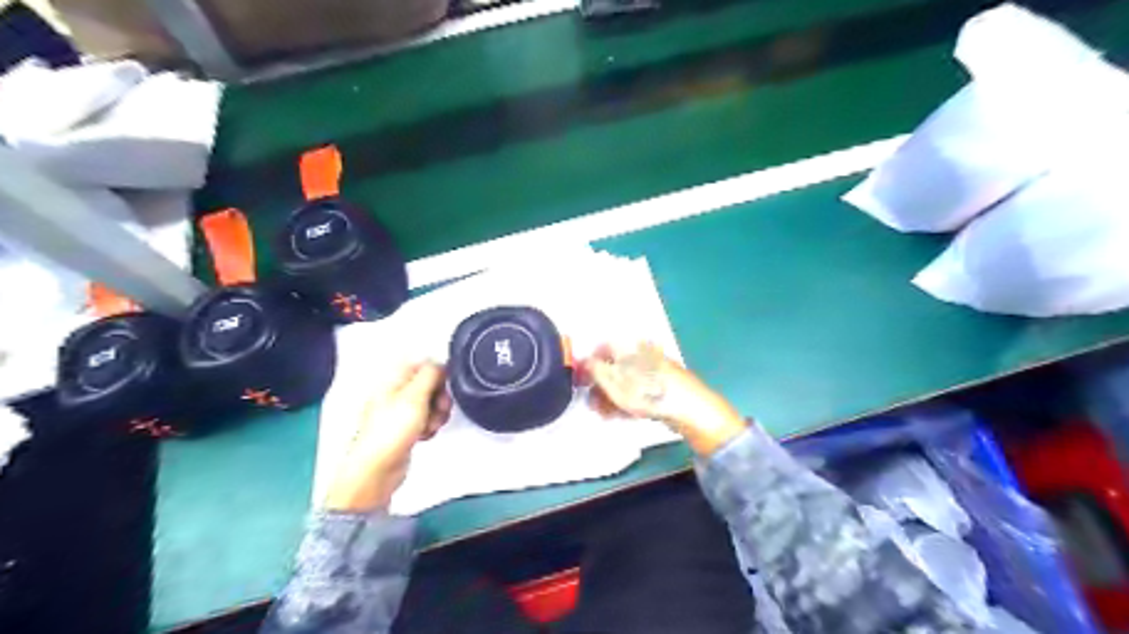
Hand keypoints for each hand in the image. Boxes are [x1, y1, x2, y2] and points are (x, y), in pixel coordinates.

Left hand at [325, 362, 453, 509]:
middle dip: (440, 397)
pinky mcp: (404, 429)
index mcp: (393, 379)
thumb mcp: (415, 396)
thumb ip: (430, 374)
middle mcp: (395, 393)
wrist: (378, 468)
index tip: (444, 385)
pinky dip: (429, 427)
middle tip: (439, 408)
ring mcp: (399, 412)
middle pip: (429, 385)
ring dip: (437, 414)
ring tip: (429, 425)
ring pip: (430, 404)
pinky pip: (425, 420)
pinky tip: (424, 434)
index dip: (437, 373)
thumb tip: (441, 362)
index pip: (422, 364)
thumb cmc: (390, 432)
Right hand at [581, 342, 747, 455]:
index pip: (600, 349)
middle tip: (592, 405)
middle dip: (600, 386)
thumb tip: (583, 361)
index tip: (581, 385)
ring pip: (626, 380)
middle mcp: (641, 351)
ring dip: (612, 396)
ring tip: (604, 415)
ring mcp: (654, 367)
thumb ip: (594, 370)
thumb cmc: (647, 391)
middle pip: (614, 366)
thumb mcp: (613, 381)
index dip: (588, 367)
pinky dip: (628, 399)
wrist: (690, 407)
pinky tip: (622, 415)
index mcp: (629, 345)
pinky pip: (640, 389)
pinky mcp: (663, 383)